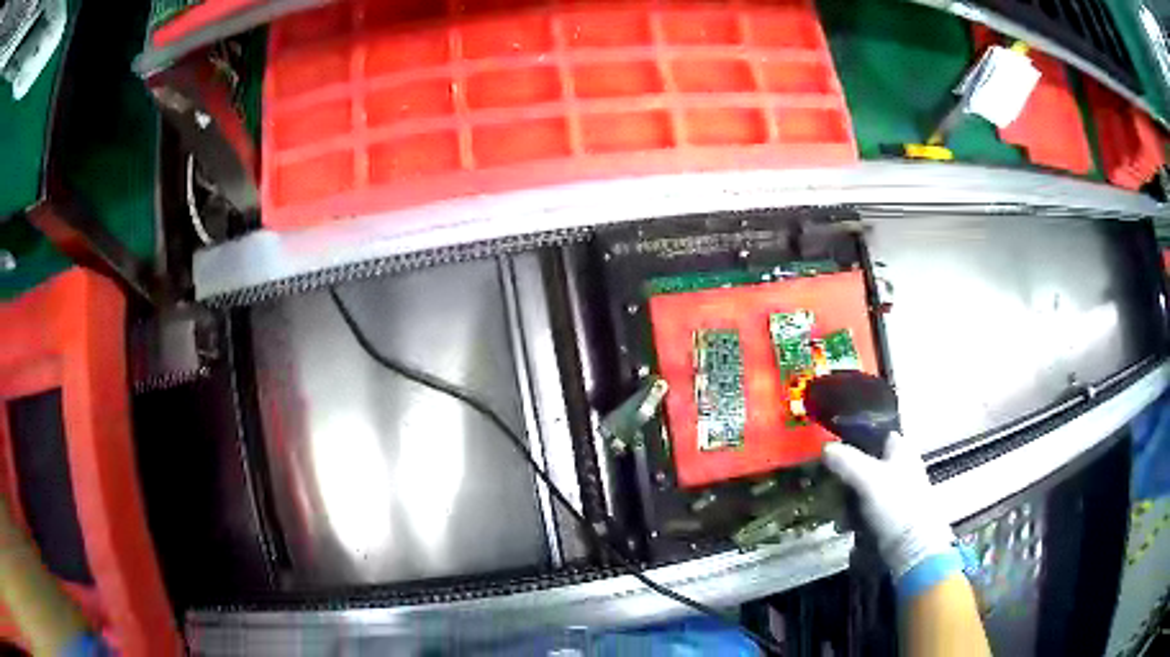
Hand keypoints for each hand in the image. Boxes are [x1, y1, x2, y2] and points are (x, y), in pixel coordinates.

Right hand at [822, 432, 955, 579]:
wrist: (911, 545)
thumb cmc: (895, 503)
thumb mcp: (868, 478)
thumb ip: (846, 461)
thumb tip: (824, 447)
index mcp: (901, 449)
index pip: (876, 433)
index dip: (855, 435)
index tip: (832, 444)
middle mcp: (900, 466)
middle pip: (866, 461)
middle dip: (845, 470)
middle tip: (825, 478)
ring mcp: (895, 491)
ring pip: (863, 485)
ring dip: (846, 495)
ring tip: (830, 505)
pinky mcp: (889, 514)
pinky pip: (865, 507)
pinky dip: (852, 513)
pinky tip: (842, 523)